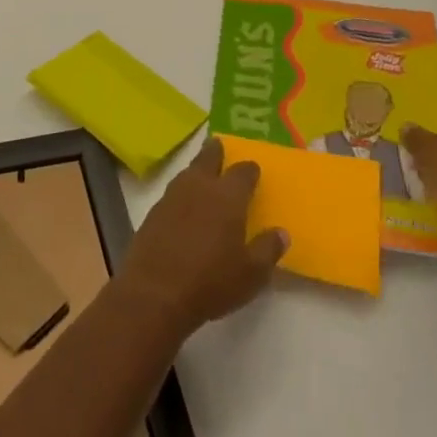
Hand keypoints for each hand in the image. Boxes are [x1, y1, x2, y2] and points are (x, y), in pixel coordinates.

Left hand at [118, 138, 286, 336]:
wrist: (156, 291)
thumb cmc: (211, 282)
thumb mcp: (251, 274)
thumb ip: (268, 249)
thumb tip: (281, 232)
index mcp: (227, 197)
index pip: (242, 173)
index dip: (249, 169)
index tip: (253, 168)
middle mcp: (200, 187)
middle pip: (208, 158)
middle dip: (216, 151)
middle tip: (219, 145)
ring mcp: (173, 196)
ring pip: (188, 171)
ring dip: (197, 168)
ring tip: (203, 170)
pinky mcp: (155, 210)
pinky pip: (173, 190)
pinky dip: (183, 189)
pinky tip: (184, 200)